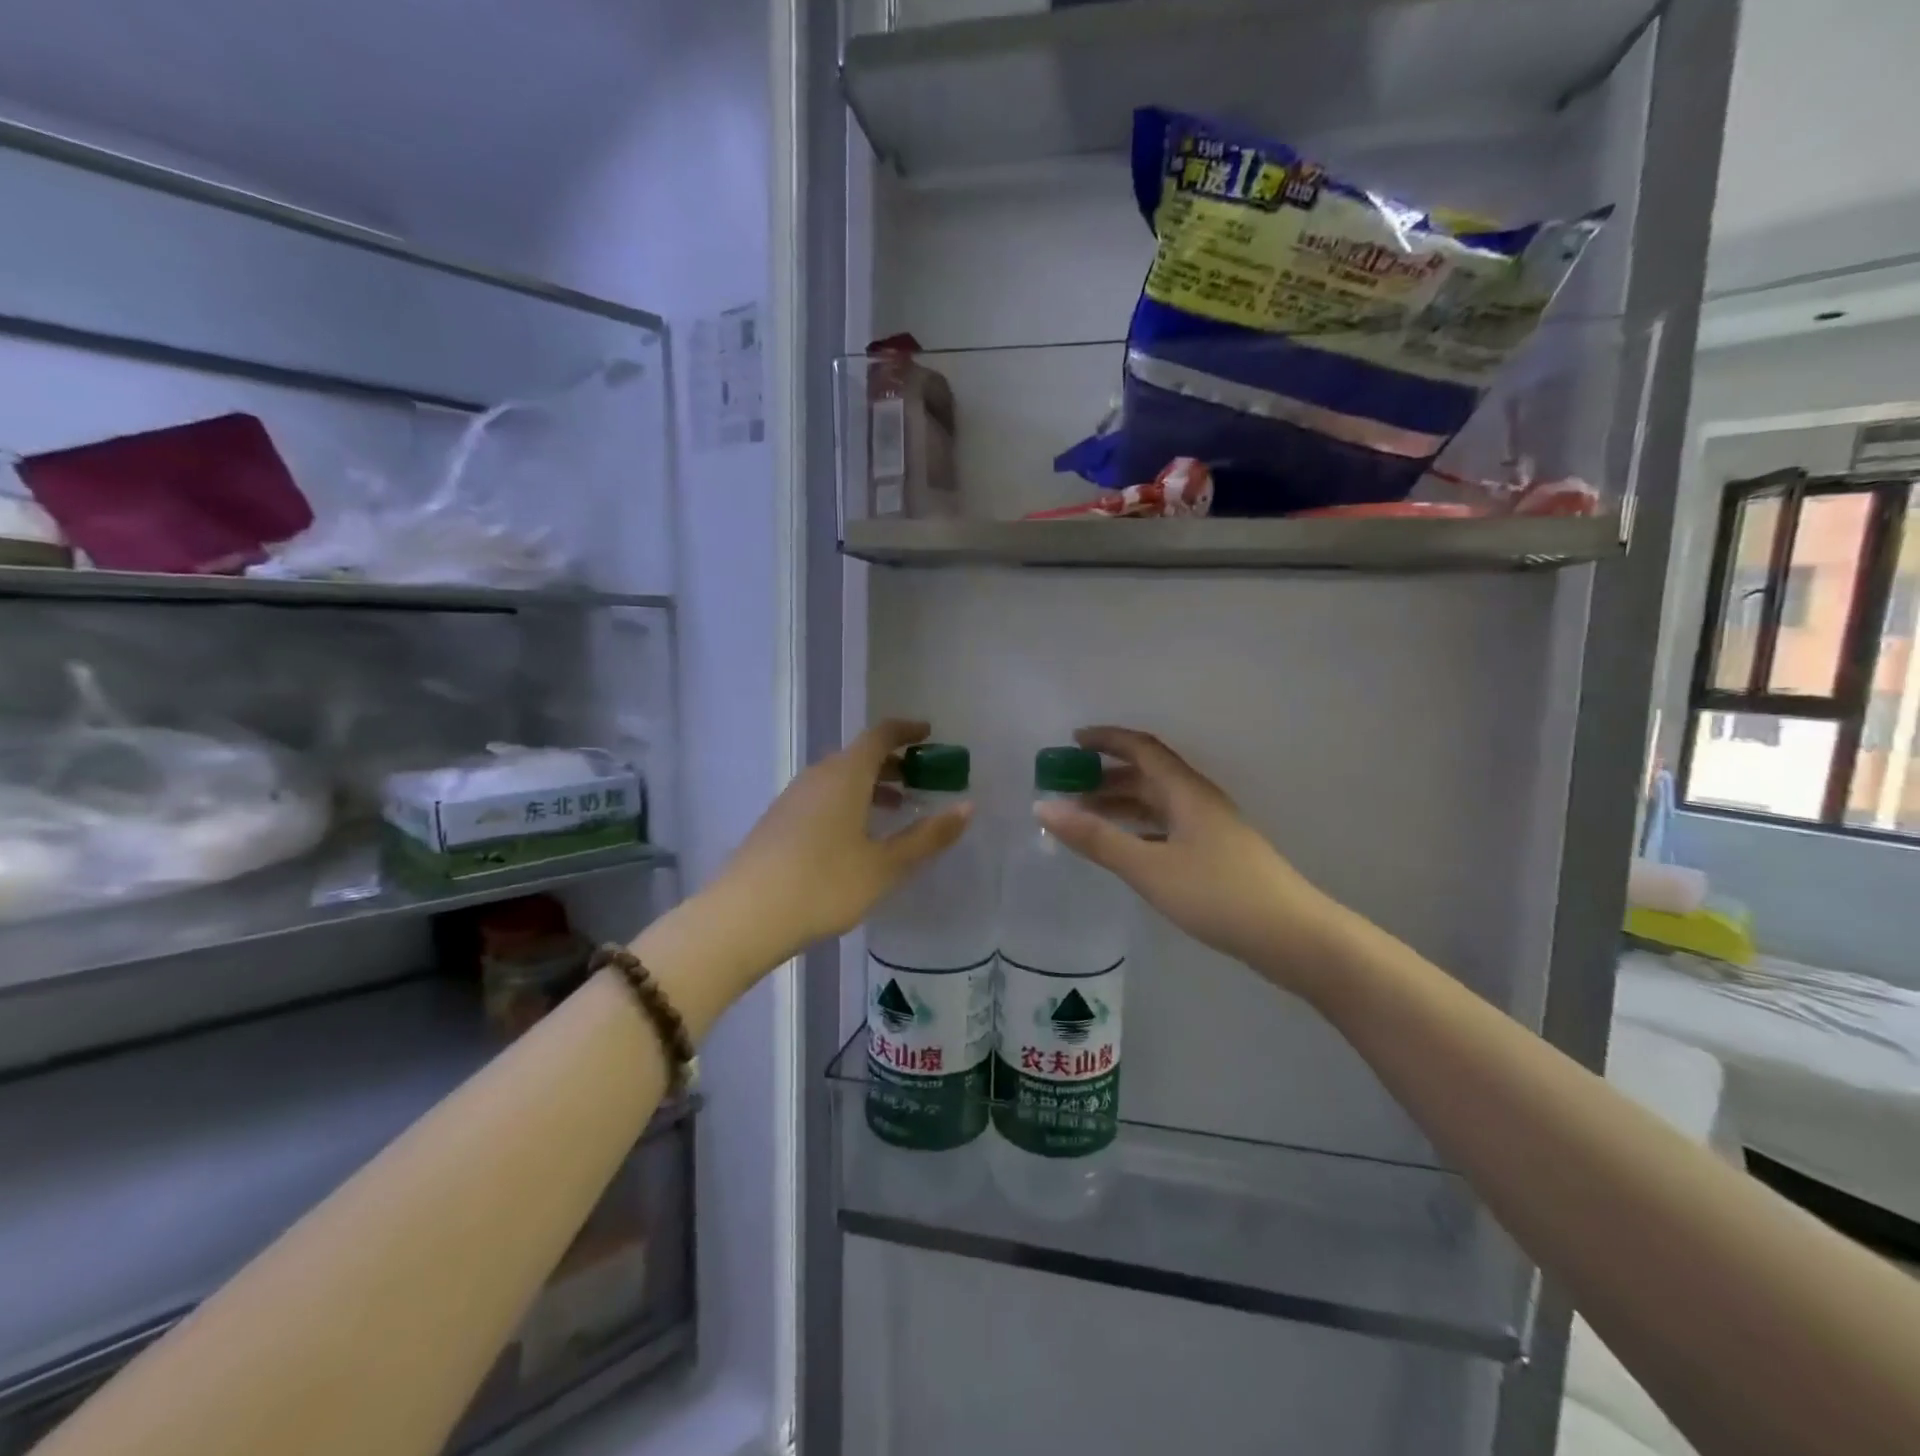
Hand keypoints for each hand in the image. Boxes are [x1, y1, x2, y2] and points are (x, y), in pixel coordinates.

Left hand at [713, 719, 971, 965]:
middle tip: (920, 778)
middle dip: (892, 762)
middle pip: (859, 755)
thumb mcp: (885, 866)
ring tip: (894, 809)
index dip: (906, 730)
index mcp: (845, 775)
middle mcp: (818, 776)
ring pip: (839, 778)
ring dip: (869, 785)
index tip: (929, 734)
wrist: (744, 916)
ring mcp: (793, 798)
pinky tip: (854, 836)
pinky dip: (847, 801)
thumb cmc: (824, 885)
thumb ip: (928, 836)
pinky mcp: (778, 821)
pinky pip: (822, 797)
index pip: (880, 735)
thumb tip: (967, 807)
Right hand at [1035, 727, 1348, 1000]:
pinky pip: (1166, 827)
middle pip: (1148, 775)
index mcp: (1185, 792)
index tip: (1071, 742)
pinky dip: (1138, 828)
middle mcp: (1198, 801)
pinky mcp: (1216, 856)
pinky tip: (1123, 848)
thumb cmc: (1218, 894)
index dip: (1107, 739)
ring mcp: (1210, 829)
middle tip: (1067, 786)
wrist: (1292, 937)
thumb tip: (1044, 808)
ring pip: (1157, 803)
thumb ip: (1096, 838)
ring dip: (1121, 803)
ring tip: (1084, 816)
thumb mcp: (1149, 867)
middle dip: (1106, 775)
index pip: (1142, 748)